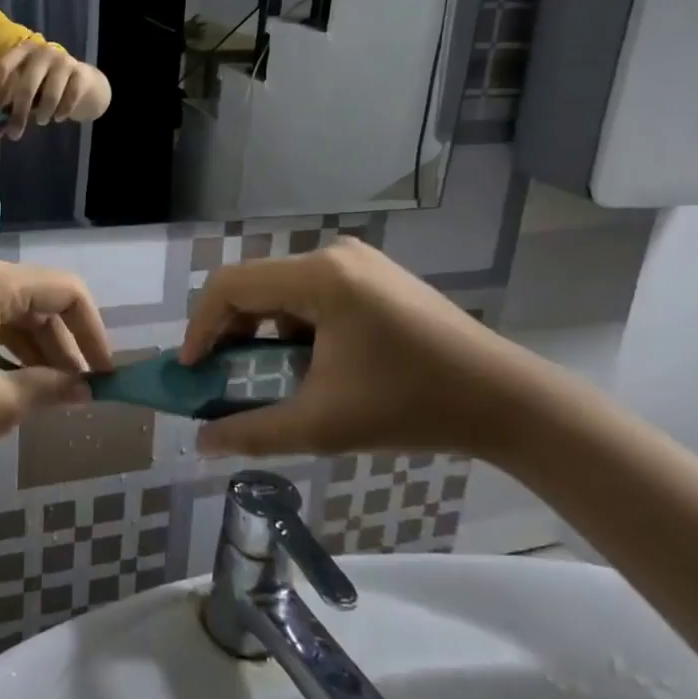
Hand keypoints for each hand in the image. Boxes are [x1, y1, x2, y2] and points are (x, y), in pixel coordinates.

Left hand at [0, 40, 110, 140]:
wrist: (84, 83)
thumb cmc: (47, 88)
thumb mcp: (26, 97)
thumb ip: (9, 112)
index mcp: (24, 51)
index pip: (3, 66)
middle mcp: (43, 52)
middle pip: (26, 85)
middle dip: (19, 113)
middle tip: (14, 134)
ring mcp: (64, 61)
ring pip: (50, 95)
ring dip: (43, 113)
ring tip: (41, 120)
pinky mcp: (81, 74)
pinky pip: (69, 99)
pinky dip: (62, 112)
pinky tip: (59, 117)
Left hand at [0, 260, 114, 457]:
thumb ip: (47, 391)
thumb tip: (85, 392)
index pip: (66, 291)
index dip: (94, 332)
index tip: (105, 375)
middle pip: (39, 301)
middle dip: (65, 345)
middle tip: (80, 392)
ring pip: (11, 315)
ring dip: (36, 352)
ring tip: (50, 396)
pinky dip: (6, 352)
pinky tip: (11, 387)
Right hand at [180, 239, 543, 459]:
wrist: (506, 401)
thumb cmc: (410, 407)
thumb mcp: (323, 424)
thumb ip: (253, 432)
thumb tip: (201, 443)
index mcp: (319, 277)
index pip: (231, 286)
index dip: (200, 326)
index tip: (191, 370)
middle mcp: (333, 255)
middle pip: (255, 285)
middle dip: (229, 332)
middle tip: (221, 376)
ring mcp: (358, 261)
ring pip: (282, 290)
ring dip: (262, 331)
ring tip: (264, 375)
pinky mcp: (374, 276)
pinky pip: (312, 293)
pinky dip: (294, 326)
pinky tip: (307, 361)